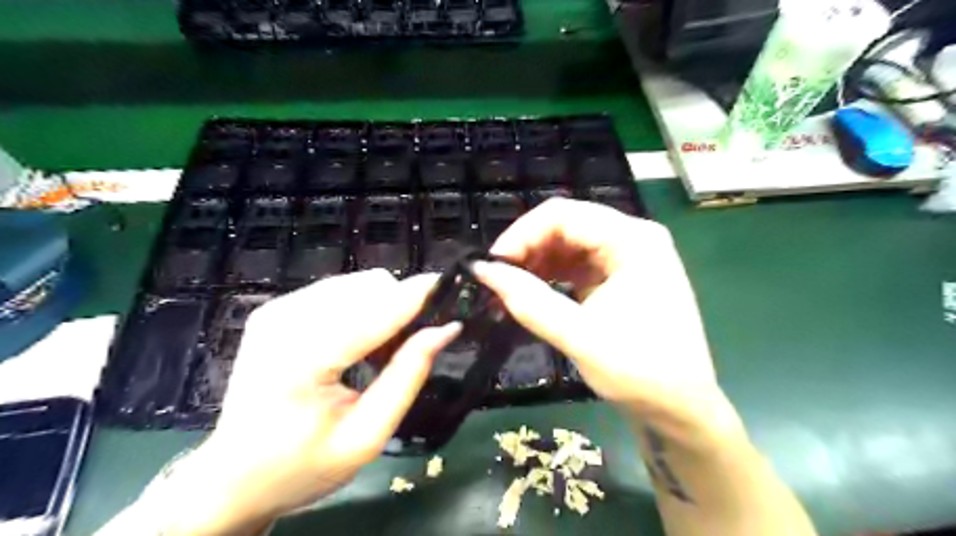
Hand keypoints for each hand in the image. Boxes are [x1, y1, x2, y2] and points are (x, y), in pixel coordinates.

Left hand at [155, 273, 457, 535]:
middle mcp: (285, 321)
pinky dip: (361, 308)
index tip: (453, 288)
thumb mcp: (367, 435)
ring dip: (382, 307)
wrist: (232, 477)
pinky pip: (338, 291)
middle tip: (410, 346)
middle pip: (368, 286)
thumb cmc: (303, 466)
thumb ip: (408, 376)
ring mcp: (277, 310)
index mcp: (302, 359)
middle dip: (401, 307)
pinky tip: (357, 342)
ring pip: (356, 283)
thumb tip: (445, 329)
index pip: (375, 312)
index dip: (418, 296)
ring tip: (381, 351)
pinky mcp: (276, 308)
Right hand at [474, 200, 742, 446]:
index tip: (492, 265)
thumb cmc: (639, 372)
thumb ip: (528, 301)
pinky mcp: (620, 275)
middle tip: (498, 278)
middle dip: (527, 247)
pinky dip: (551, 273)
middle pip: (567, 224)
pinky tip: (532, 290)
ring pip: (569, 241)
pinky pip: (577, 261)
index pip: (564, 215)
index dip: (521, 234)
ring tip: (510, 287)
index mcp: (633, 241)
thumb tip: (482, 270)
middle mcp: (633, 237)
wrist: (680, 408)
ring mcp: (629, 255)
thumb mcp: (579, 336)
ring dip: (537, 260)